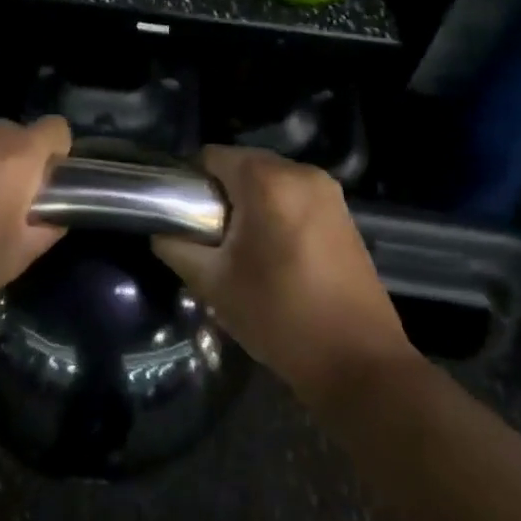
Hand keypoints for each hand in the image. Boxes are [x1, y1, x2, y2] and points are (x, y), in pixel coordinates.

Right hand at [153, 147, 415, 400]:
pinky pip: (295, 196)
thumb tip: (161, 230)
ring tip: (239, 249)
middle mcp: (302, 172)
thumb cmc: (280, 317)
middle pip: (242, 165)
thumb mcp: (214, 285)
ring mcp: (329, 191)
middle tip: (207, 237)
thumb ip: (177, 247)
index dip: (189, 182)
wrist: (359, 363)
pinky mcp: (344, 213)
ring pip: (270, 181)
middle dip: (220, 194)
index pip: (211, 156)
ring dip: (249, 204)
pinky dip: (276, 212)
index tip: (181, 216)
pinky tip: (273, 254)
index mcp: (268, 180)